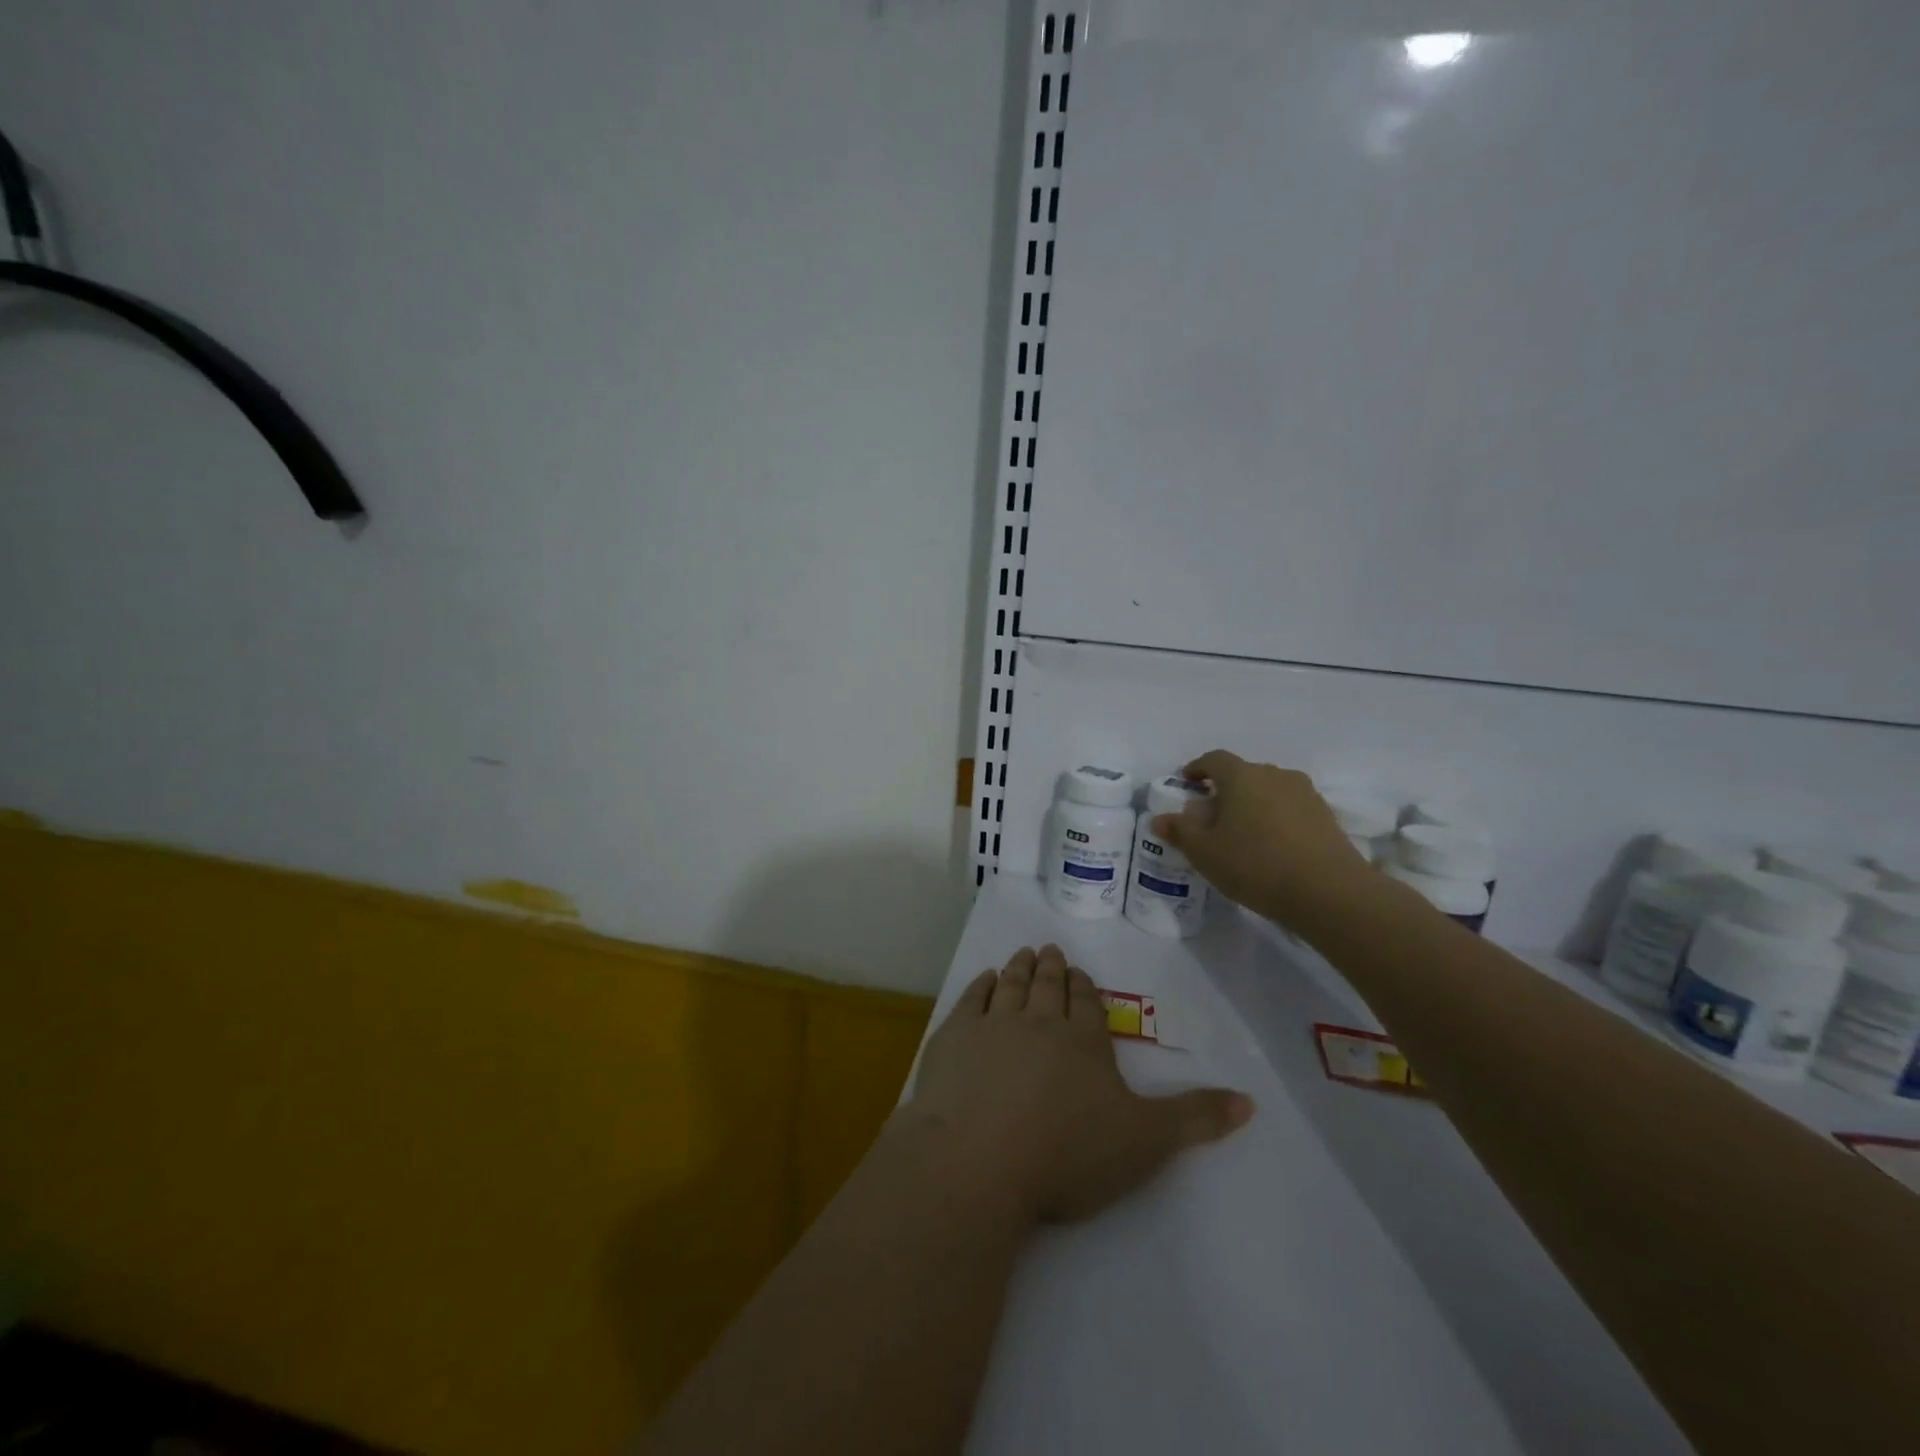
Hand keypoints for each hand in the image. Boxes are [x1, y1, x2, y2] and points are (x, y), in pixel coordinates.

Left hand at [903, 946, 1252, 1225]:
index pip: (1086, 1004)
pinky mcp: (953, 1038)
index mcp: (1083, 1041)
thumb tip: (1251, 1100)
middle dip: (1052, 969)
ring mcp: (992, 1025)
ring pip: (1011, 986)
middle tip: (1049, 950)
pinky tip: (984, 980)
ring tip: (1023, 955)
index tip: (1079, 974)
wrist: (978, 1159)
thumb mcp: (1145, 1143)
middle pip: (1047, 987)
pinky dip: (980, 986)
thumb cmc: (1066, 1154)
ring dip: (1019, 969)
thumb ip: (1195, 1119)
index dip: (1084, 988)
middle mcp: (1038, 1021)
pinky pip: (971, 1000)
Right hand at [1152, 749, 1376, 925]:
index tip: (1186, 784)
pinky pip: (1291, 809)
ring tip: (1243, 833)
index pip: (1214, 759)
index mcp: (1242, 776)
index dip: (1197, 769)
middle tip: (1211, 816)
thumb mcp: (1205, 853)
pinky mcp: (1326, 816)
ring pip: (1269, 791)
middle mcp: (1275, 775)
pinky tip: (1272, 846)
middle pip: (1244, 774)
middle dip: (1225, 790)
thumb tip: (1159, 819)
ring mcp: (1305, 794)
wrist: (1329, 892)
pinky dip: (1276, 819)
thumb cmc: (1256, 865)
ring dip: (1253, 804)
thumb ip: (1180, 831)